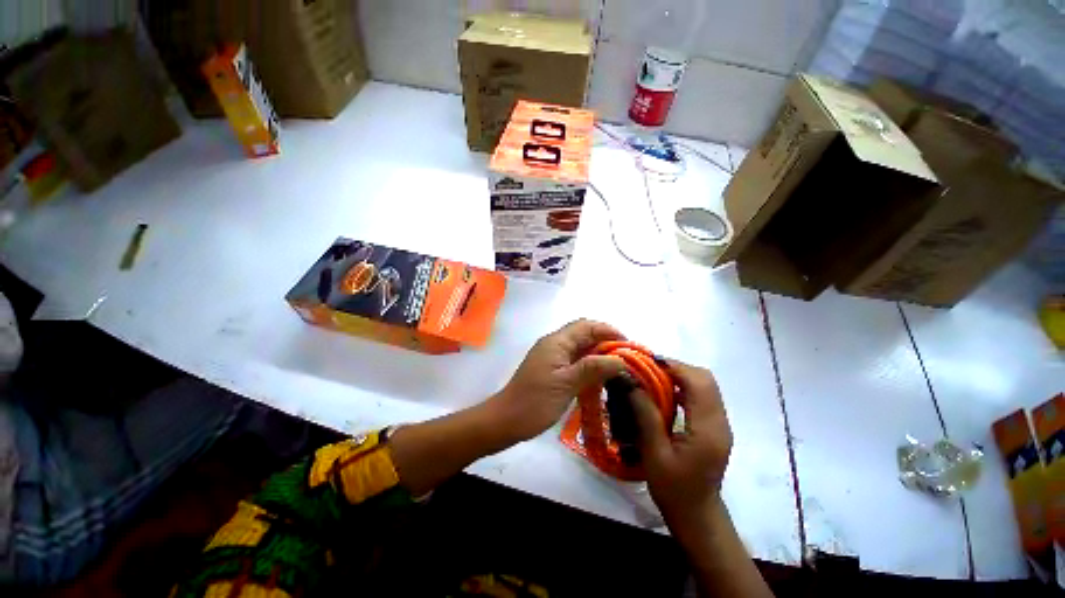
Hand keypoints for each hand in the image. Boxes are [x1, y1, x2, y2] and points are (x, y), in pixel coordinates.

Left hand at [487, 319, 627, 442]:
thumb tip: (621, 360)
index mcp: (557, 342)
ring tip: (619, 369)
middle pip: (585, 335)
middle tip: (627, 359)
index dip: (608, 331)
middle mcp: (555, 344)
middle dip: (606, 343)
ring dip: (599, 355)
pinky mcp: (552, 370)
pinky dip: (590, 366)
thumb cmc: (536, 401)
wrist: (507, 420)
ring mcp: (553, 357)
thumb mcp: (567, 384)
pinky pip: (575, 362)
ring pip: (581, 349)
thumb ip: (594, 368)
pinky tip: (601, 379)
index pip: (587, 326)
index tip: (629, 345)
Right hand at [631, 360, 731, 530]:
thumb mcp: (654, 452)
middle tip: (649, 369)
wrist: (697, 516)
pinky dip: (683, 387)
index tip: (647, 362)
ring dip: (679, 375)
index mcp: (708, 429)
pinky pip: (701, 396)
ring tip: (653, 378)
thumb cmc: (673, 489)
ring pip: (705, 385)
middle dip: (676, 368)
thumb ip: (645, 414)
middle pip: (705, 379)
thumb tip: (631, 381)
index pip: (698, 383)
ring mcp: (720, 424)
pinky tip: (664, 394)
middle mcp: (720, 422)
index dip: (673, 366)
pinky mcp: (714, 427)